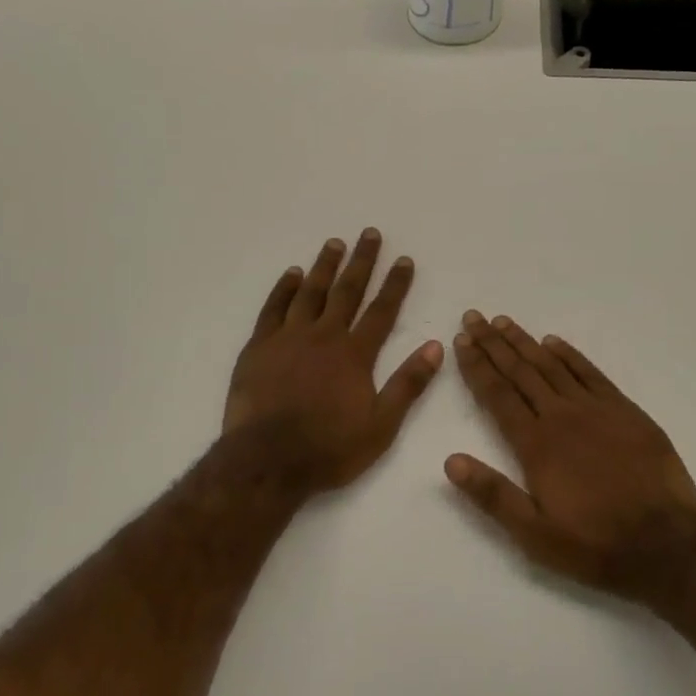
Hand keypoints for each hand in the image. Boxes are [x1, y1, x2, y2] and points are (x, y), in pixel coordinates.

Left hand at [225, 229, 442, 492]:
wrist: (267, 462)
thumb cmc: (328, 448)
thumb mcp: (381, 426)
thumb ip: (408, 384)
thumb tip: (436, 346)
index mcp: (354, 354)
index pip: (381, 310)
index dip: (395, 284)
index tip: (404, 260)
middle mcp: (324, 335)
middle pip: (347, 290)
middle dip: (361, 261)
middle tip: (370, 233)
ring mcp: (289, 337)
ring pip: (310, 292)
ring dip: (324, 266)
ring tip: (335, 243)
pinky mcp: (259, 346)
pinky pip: (273, 308)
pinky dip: (284, 288)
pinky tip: (292, 273)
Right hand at [448, 311, 695, 604]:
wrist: (668, 544)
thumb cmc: (596, 545)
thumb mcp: (536, 535)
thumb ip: (493, 495)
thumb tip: (450, 461)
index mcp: (536, 445)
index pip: (497, 394)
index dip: (476, 365)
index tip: (460, 340)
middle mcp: (560, 416)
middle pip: (519, 371)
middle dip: (493, 343)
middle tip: (474, 317)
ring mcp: (594, 408)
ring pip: (551, 365)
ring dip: (524, 341)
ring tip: (503, 321)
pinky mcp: (623, 409)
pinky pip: (589, 372)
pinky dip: (569, 354)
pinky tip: (553, 342)